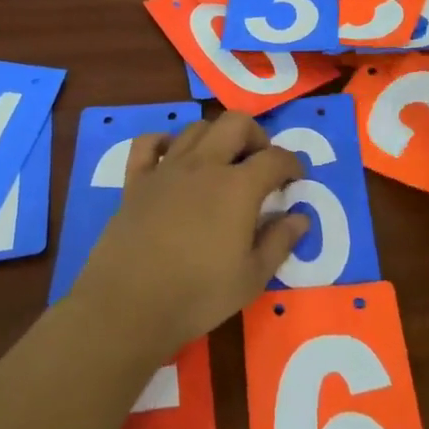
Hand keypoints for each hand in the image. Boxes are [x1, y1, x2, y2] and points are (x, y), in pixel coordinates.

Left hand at [70, 112, 308, 363]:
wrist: (128, 305)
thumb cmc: (198, 295)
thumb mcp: (252, 278)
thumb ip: (279, 242)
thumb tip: (300, 217)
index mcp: (237, 187)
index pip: (275, 158)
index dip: (292, 164)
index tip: (296, 179)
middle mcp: (204, 165)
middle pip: (235, 123)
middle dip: (256, 135)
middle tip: (260, 163)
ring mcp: (166, 169)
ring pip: (196, 128)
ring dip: (216, 137)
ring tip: (222, 163)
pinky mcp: (135, 180)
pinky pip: (148, 143)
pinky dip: (164, 141)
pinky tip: (173, 157)